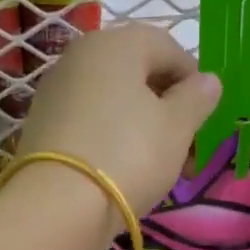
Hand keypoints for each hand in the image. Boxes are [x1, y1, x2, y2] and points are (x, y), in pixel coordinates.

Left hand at [16, 23, 221, 213]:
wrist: (57, 206)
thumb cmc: (129, 155)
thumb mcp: (177, 127)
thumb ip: (197, 98)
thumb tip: (208, 81)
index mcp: (117, 43)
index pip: (168, 48)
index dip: (193, 82)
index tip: (205, 120)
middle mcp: (81, 55)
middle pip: (137, 73)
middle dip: (167, 108)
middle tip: (185, 149)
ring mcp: (56, 89)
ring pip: (113, 100)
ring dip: (141, 126)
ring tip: (158, 166)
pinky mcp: (42, 124)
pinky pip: (89, 122)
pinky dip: (111, 138)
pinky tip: (122, 170)